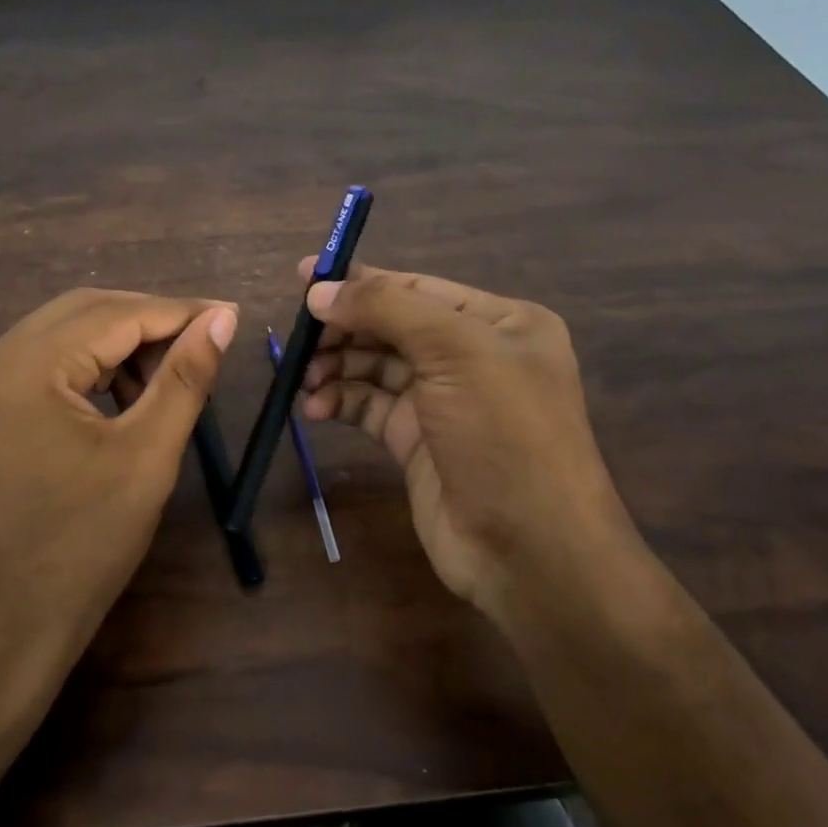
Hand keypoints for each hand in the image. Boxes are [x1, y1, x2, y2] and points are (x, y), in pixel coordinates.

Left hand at [0, 288, 237, 705]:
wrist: (7, 627)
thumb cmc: (84, 546)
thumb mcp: (148, 455)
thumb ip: (185, 377)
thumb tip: (222, 318)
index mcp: (21, 369)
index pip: (112, 315)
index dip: (177, 311)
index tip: (229, 314)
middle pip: (81, 312)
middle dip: (148, 321)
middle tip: (205, 339)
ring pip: (62, 334)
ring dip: (119, 343)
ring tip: (169, 375)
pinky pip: (43, 363)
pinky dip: (89, 367)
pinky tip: (125, 394)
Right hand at [298, 260, 640, 618]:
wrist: (528, 549)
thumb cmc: (503, 433)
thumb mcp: (455, 352)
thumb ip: (387, 309)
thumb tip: (319, 292)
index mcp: (499, 323)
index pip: (417, 288)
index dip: (361, 280)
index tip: (303, 277)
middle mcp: (473, 356)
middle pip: (392, 326)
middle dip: (345, 328)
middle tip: (299, 337)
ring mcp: (444, 402)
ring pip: (376, 367)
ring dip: (337, 367)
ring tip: (304, 379)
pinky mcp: (417, 442)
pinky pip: (370, 406)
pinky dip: (341, 401)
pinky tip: (315, 407)